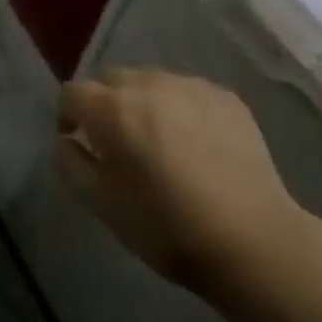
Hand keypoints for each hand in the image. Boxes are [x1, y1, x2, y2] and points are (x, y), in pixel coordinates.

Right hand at [57, 67, 310, 295]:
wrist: (253, 241)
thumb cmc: (168, 228)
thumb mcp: (104, 205)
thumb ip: (73, 164)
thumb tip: (68, 141)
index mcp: (113, 110)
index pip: (73, 93)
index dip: (68, 116)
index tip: (78, 143)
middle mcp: (148, 84)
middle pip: (111, 80)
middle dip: (105, 106)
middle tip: (119, 145)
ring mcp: (190, 86)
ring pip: (150, 83)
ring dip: (143, 104)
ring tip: (160, 144)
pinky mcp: (225, 96)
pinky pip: (187, 93)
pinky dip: (180, 110)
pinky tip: (196, 146)